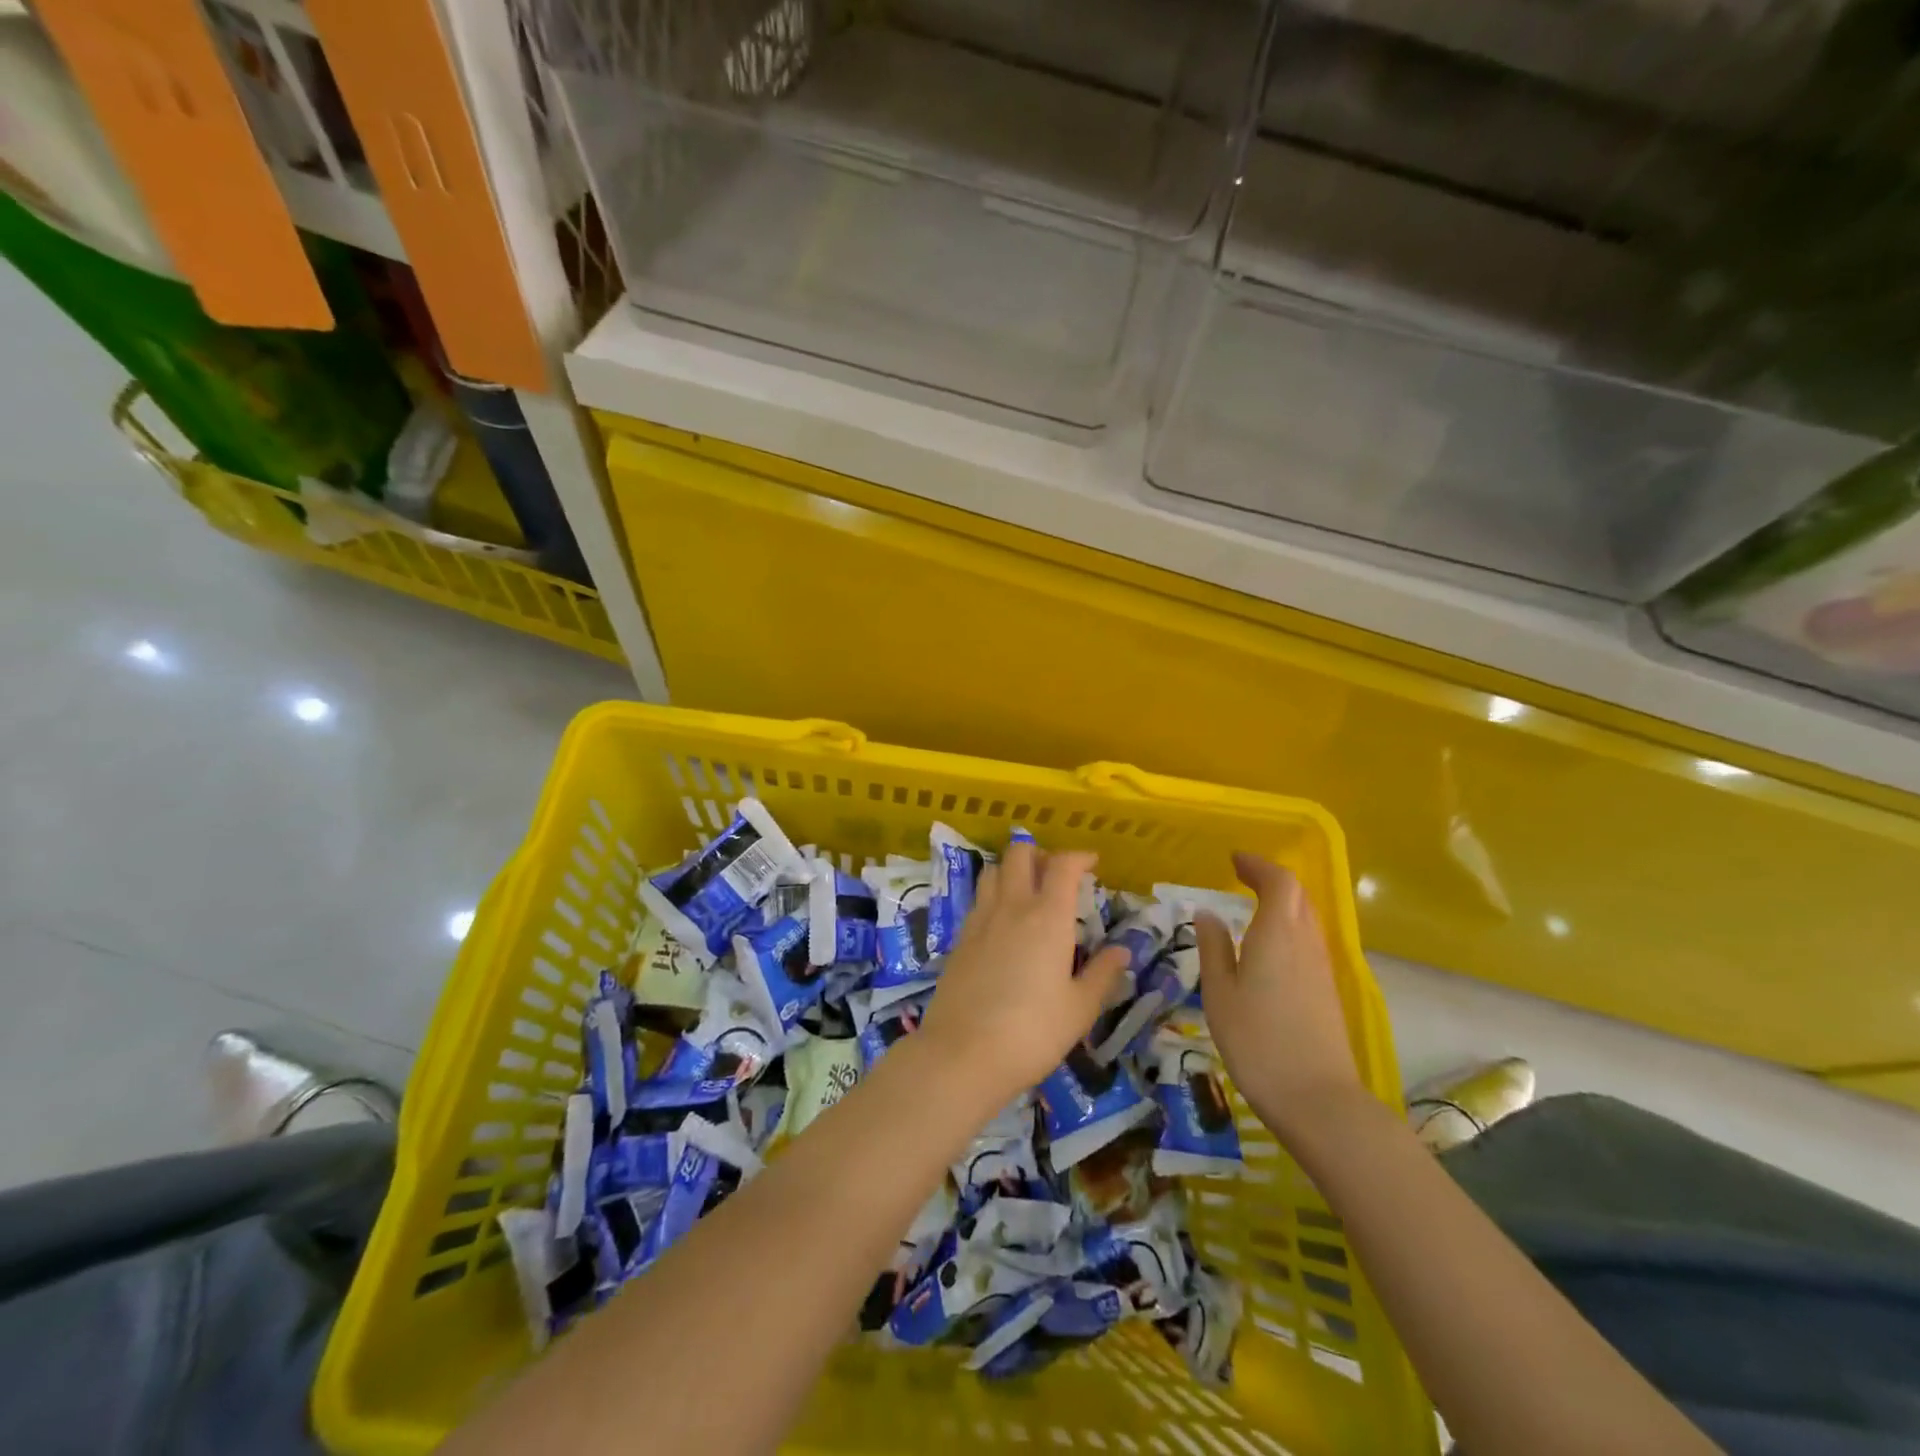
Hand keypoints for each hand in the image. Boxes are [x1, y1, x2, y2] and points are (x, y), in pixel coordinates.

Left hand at [918, 841, 1130, 1106]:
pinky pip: (979, 899)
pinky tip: (1003, 923)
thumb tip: (1122, 950)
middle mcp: (1011, 907)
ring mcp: (980, 920)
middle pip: (1019, 854)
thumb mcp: (1080, 1008)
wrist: (963, 1053)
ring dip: (1012, 870)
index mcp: (1047, 917)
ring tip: (1028, 892)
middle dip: (1040, 854)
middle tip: (1056, 875)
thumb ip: (1103, 974)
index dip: (1079, 857)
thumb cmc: (1033, 1032)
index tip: (1092, 864)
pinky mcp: (959, 938)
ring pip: (993, 870)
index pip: (1062, 866)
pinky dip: (994, 895)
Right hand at [1195, 852, 1365, 1142]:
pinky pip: (1309, 941)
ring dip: (1283, 903)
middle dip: (1271, 879)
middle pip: (1298, 896)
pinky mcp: (1327, 990)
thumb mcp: (1219, 993)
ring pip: (1307, 918)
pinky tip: (1270, 947)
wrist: (1317, 1099)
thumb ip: (1213, 948)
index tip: (1234, 860)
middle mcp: (1306, 942)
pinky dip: (1289, 927)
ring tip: (1253, 907)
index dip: (1258, 865)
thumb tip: (1207, 914)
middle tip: (1242, 877)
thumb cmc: (1256, 1040)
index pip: (1278, 882)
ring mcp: (1322, 967)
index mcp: (1278, 933)